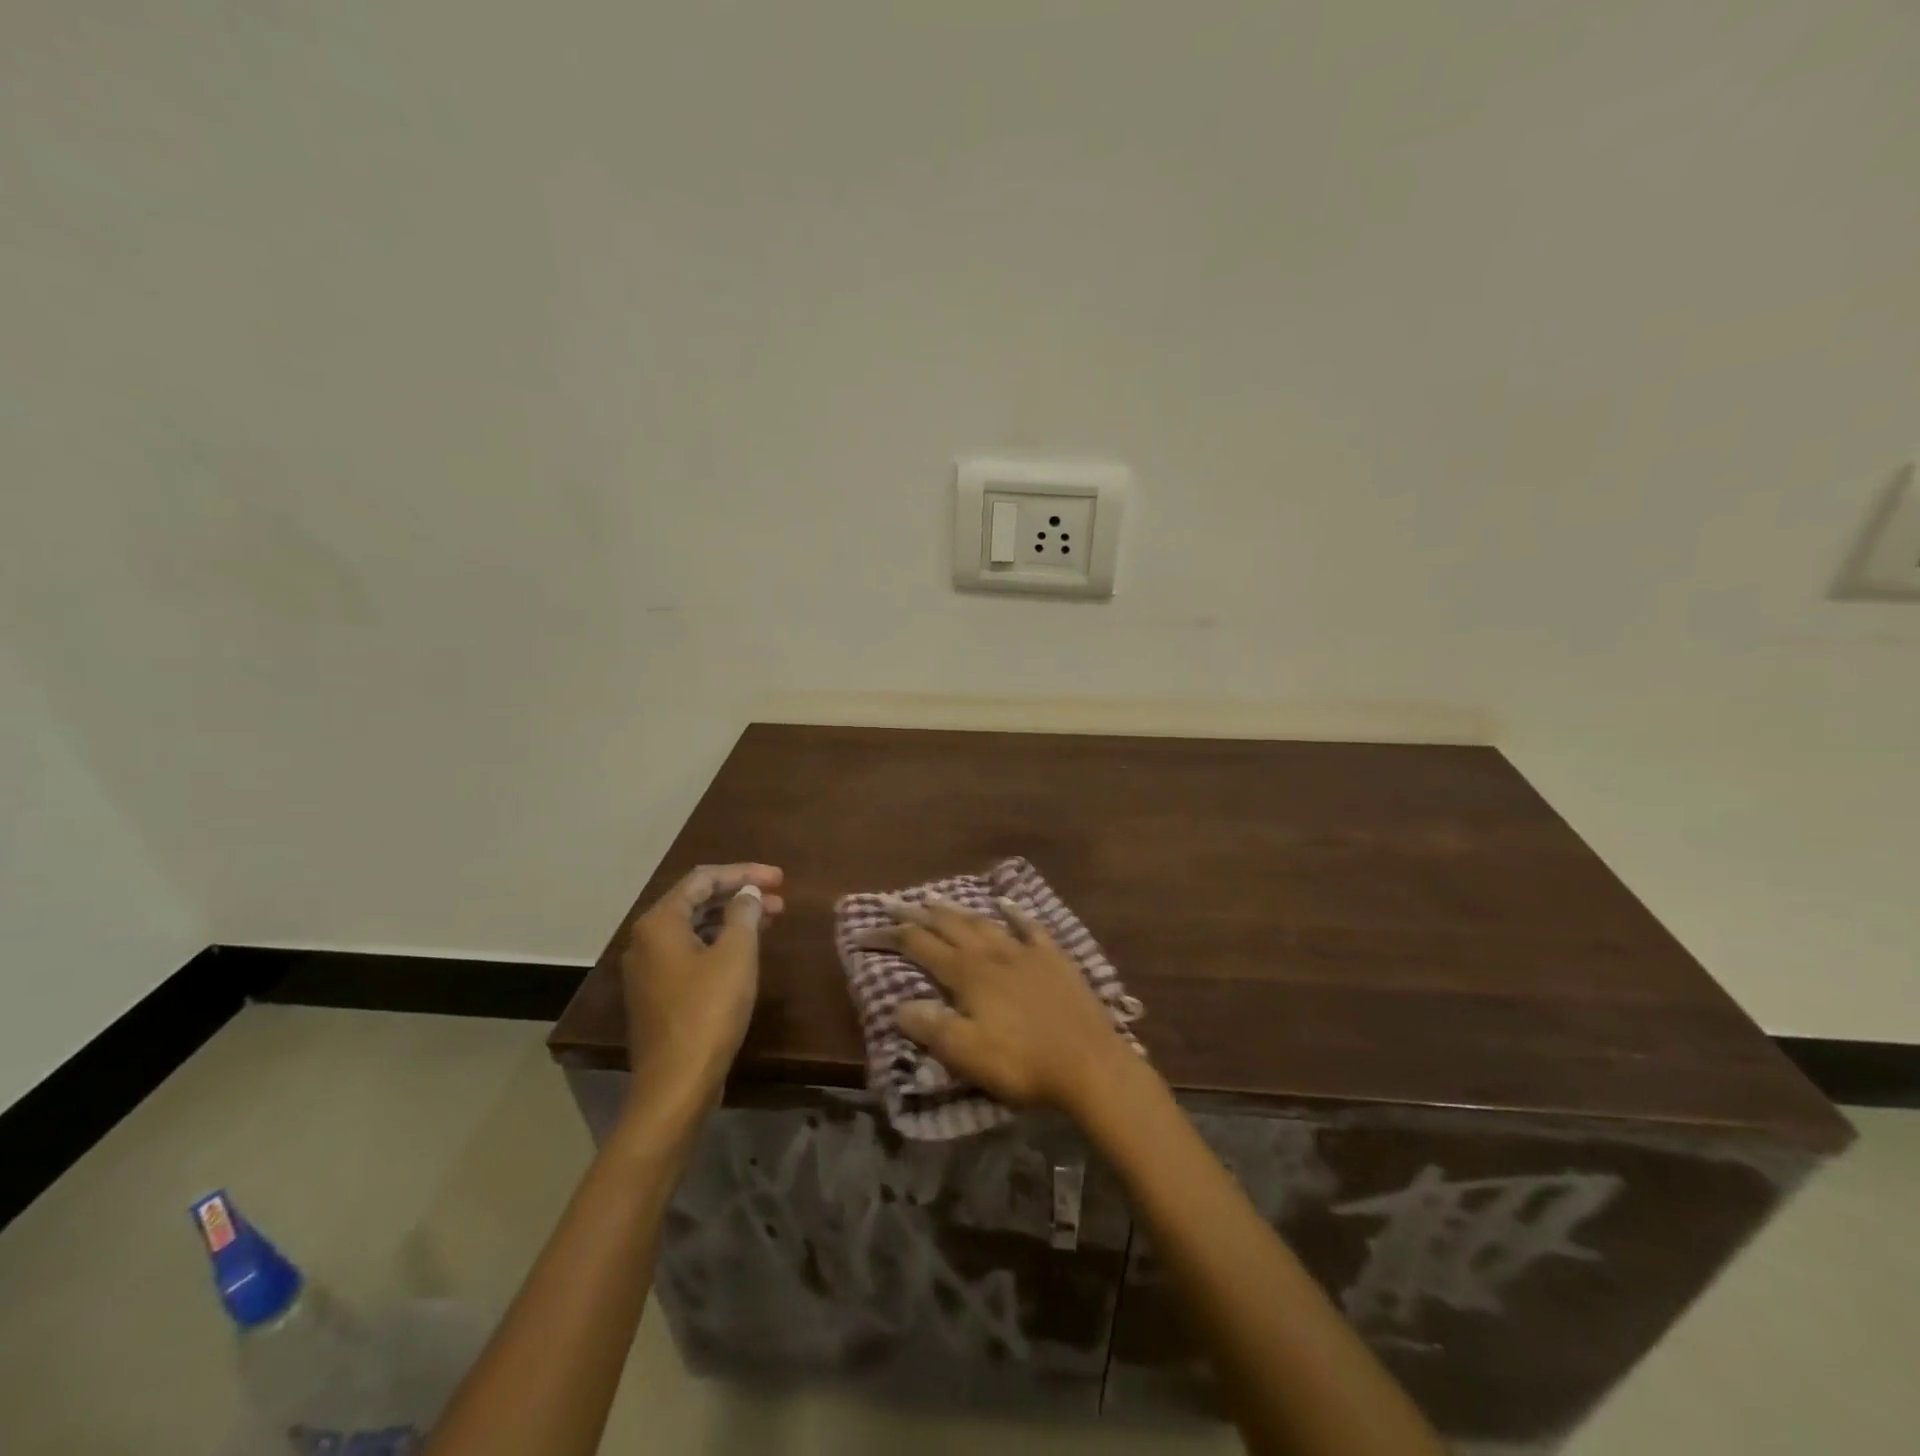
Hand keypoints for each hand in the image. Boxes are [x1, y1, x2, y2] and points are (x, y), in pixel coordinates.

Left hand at [620, 863, 784, 1107]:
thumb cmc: (708, 1010)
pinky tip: (747, 950)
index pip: (703, 879)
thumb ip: (743, 913)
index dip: (744, 873)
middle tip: (780, 897)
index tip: (779, 878)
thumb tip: (748, 893)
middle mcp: (647, 939)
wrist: (676, 1084)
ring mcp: (649, 969)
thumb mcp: (736, 954)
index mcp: (660, 922)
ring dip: (733, 919)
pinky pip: (691, 952)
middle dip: (740, 895)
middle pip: (697, 901)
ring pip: (696, 928)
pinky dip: (720, 943)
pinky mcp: (658, 994)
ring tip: (772, 919)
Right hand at [859, 897, 1139, 1117]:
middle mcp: (992, 953)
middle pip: (949, 926)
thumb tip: (899, 1005)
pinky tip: (1005, 903)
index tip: (867, 929)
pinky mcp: (1054, 958)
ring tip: (936, 897)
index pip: (921, 947)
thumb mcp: (968, 1054)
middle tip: (894, 900)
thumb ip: (932, 1028)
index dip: (892, 936)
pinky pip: (1030, 927)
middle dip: (918, 913)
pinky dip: (1014, 913)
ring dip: (957, 909)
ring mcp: (1025, 952)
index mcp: (968, 975)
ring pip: (983, 922)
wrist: (1089, 1063)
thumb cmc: (1023, 1063)